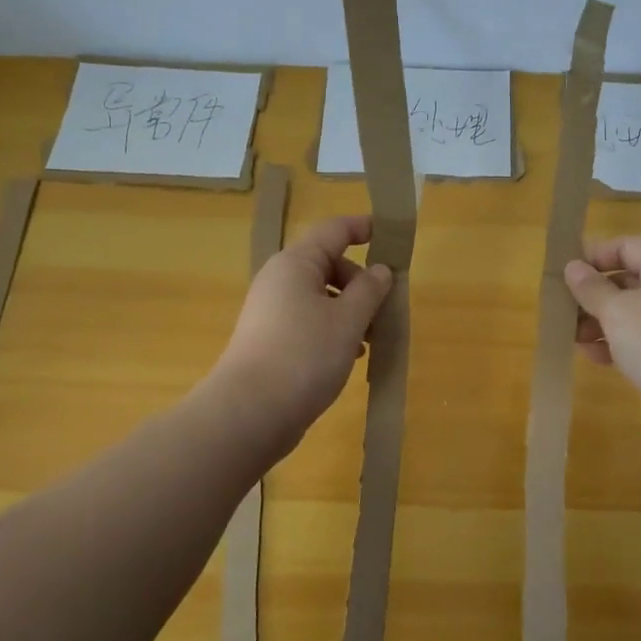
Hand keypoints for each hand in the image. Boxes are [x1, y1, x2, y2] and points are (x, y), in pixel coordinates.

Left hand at [211, 214, 392, 442]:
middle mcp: (279, 280)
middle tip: (385, 309)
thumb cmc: (304, 356)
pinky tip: (350, 355)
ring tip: (372, 339)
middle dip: (361, 282)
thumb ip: (370, 290)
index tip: (391, 235)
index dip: (363, 228)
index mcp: (295, 263)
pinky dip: (333, 330)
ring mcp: (271, 311)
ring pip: (321, 297)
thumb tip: (380, 270)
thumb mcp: (348, 320)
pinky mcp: (270, 340)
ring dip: (351, 310)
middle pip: (328, 264)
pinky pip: (310, 321)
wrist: (250, 412)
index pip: (334, 230)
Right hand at [565, 235, 640, 446]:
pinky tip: (591, 355)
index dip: (597, 254)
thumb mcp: (615, 309)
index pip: (629, 246)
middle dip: (593, 293)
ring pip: (629, 313)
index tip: (567, 270)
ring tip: (571, 335)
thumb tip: (573, 267)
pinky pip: (636, 341)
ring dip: (598, 321)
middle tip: (562, 305)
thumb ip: (590, 287)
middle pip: (628, 280)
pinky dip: (613, 344)